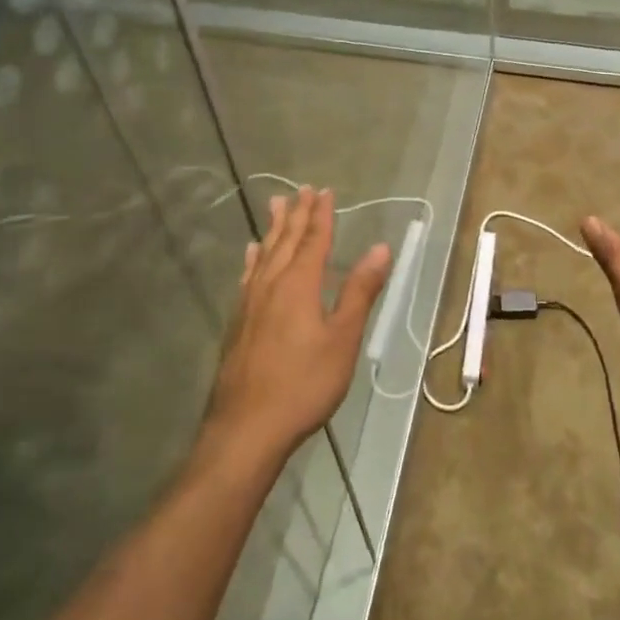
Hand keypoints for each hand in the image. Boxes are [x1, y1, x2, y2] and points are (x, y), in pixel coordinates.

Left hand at [201, 187, 391, 465]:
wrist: (245, 430)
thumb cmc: (303, 384)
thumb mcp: (343, 339)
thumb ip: (360, 291)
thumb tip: (380, 247)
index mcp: (299, 284)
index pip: (313, 240)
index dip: (321, 215)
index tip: (325, 191)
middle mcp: (272, 284)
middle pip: (286, 240)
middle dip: (297, 214)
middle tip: (301, 189)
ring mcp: (250, 303)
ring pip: (264, 253)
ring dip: (274, 228)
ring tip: (276, 205)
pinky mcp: (238, 322)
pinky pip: (248, 275)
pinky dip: (254, 258)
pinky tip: (252, 254)